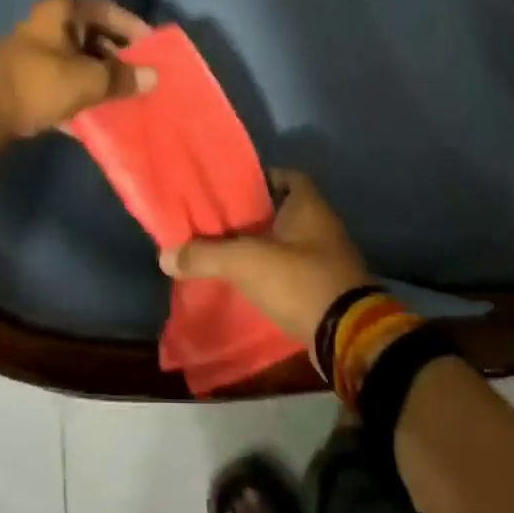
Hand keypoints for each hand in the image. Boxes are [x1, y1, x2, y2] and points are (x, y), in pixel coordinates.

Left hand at [0, 0, 155, 150]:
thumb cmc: (37, 84)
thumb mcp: (87, 80)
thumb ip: (122, 78)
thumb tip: (153, 77)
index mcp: (62, 13)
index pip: (107, 10)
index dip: (133, 26)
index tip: (153, 48)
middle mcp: (48, 28)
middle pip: (93, 37)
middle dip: (119, 58)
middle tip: (143, 78)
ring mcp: (35, 56)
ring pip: (78, 64)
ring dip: (101, 81)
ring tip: (126, 99)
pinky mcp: (26, 84)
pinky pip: (63, 86)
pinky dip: (80, 99)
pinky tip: (98, 119)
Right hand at [160, 170, 370, 340]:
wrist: (349, 336)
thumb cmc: (300, 280)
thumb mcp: (245, 262)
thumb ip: (204, 255)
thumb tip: (164, 256)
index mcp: (308, 204)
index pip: (284, 175)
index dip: (259, 178)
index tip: (231, 189)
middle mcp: (322, 225)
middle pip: (283, 209)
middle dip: (254, 215)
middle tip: (220, 221)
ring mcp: (328, 257)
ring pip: (289, 241)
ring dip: (264, 246)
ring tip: (228, 252)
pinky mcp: (327, 287)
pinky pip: (295, 270)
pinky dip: (275, 273)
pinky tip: (250, 282)